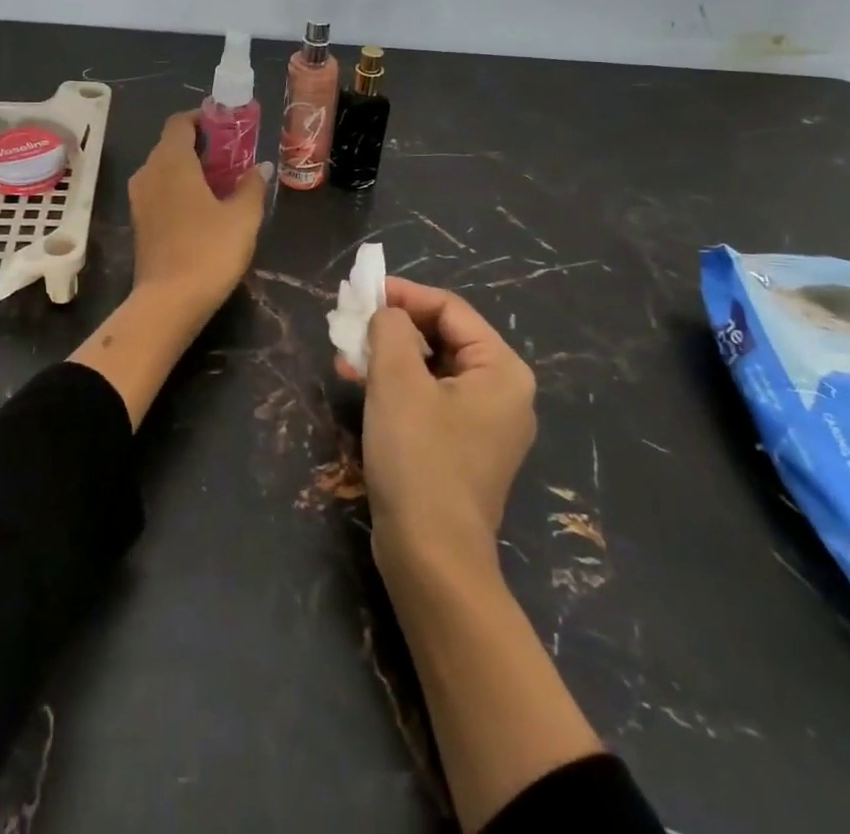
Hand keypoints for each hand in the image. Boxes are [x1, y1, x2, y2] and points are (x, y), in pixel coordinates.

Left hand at [128, 111, 268, 325]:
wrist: (168, 302)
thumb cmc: (209, 251)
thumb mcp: (243, 217)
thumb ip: (252, 186)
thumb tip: (260, 166)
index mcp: (171, 161)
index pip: (180, 122)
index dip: (202, 118)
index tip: (227, 125)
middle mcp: (149, 172)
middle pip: (171, 144)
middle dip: (201, 144)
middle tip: (232, 155)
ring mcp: (139, 199)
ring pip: (164, 169)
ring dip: (190, 168)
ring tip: (222, 182)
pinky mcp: (139, 222)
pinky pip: (160, 190)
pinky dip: (179, 188)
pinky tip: (204, 207)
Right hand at [344, 278, 536, 566]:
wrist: (431, 557)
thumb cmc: (419, 457)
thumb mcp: (397, 381)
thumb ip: (390, 329)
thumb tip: (386, 313)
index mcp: (502, 370)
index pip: (450, 309)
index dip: (404, 294)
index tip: (362, 292)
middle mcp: (503, 392)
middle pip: (443, 337)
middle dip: (392, 327)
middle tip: (350, 324)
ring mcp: (485, 424)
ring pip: (432, 368)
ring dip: (388, 356)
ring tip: (346, 356)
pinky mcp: (462, 448)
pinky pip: (430, 398)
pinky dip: (397, 386)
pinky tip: (361, 385)